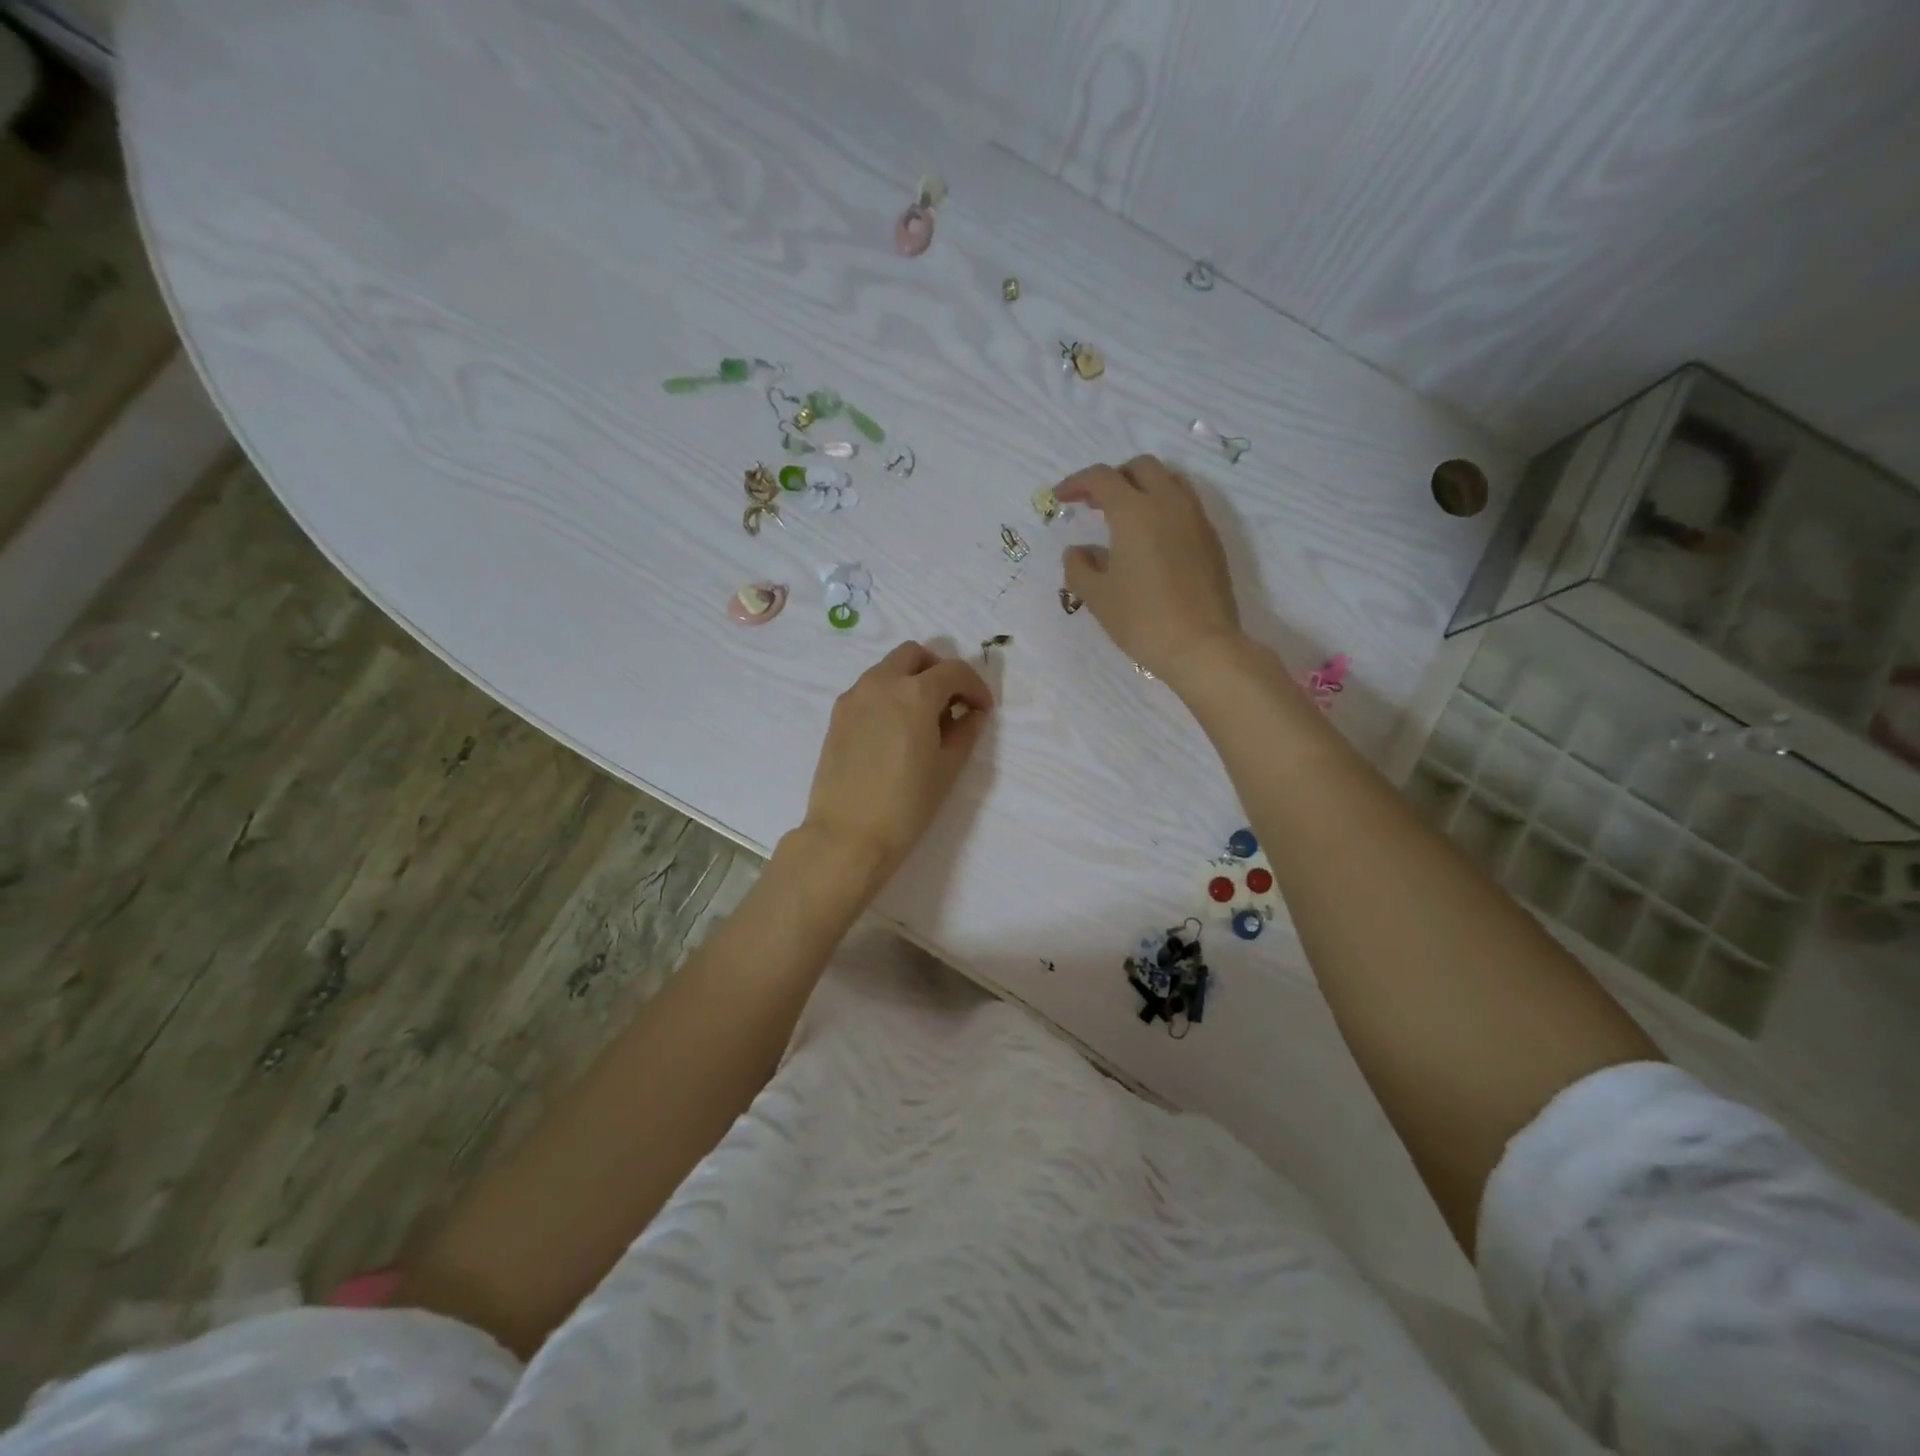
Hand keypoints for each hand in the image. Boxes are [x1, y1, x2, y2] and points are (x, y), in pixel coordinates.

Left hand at [799, 641, 994, 883]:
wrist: (847, 836)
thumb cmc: (905, 805)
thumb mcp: (947, 768)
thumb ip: (964, 732)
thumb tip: (970, 714)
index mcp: (914, 693)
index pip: (953, 670)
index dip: (975, 686)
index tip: (982, 710)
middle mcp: (881, 683)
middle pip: (914, 655)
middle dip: (938, 670)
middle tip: (952, 702)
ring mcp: (854, 697)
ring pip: (888, 669)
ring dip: (911, 680)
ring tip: (923, 719)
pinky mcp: (837, 716)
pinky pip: (868, 690)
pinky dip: (888, 695)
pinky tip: (895, 731)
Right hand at [1056, 456, 1241, 685]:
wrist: (1201, 645)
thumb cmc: (1141, 619)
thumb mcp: (1097, 596)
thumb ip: (1079, 567)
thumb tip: (1078, 551)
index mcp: (1135, 512)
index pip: (1101, 478)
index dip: (1077, 482)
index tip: (1061, 497)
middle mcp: (1168, 503)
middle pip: (1140, 467)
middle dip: (1113, 478)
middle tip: (1094, 504)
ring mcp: (1195, 519)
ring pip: (1169, 480)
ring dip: (1142, 488)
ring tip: (1124, 517)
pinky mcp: (1211, 539)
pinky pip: (1185, 505)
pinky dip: (1163, 507)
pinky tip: (1151, 540)